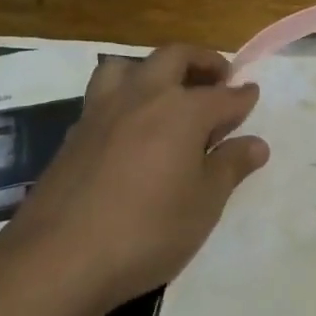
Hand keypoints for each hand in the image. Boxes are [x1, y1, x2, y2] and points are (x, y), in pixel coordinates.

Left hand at [16, 44, 268, 307]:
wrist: (59, 257)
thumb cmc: (148, 231)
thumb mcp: (203, 205)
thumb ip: (230, 167)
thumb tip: (256, 143)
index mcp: (182, 110)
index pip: (223, 96)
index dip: (242, 96)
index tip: (252, 94)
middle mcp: (143, 96)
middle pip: (175, 58)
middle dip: (201, 61)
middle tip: (217, 77)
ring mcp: (103, 110)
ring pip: (128, 66)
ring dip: (152, 69)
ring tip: (165, 92)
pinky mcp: (75, 132)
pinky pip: (102, 95)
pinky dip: (123, 97)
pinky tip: (128, 127)